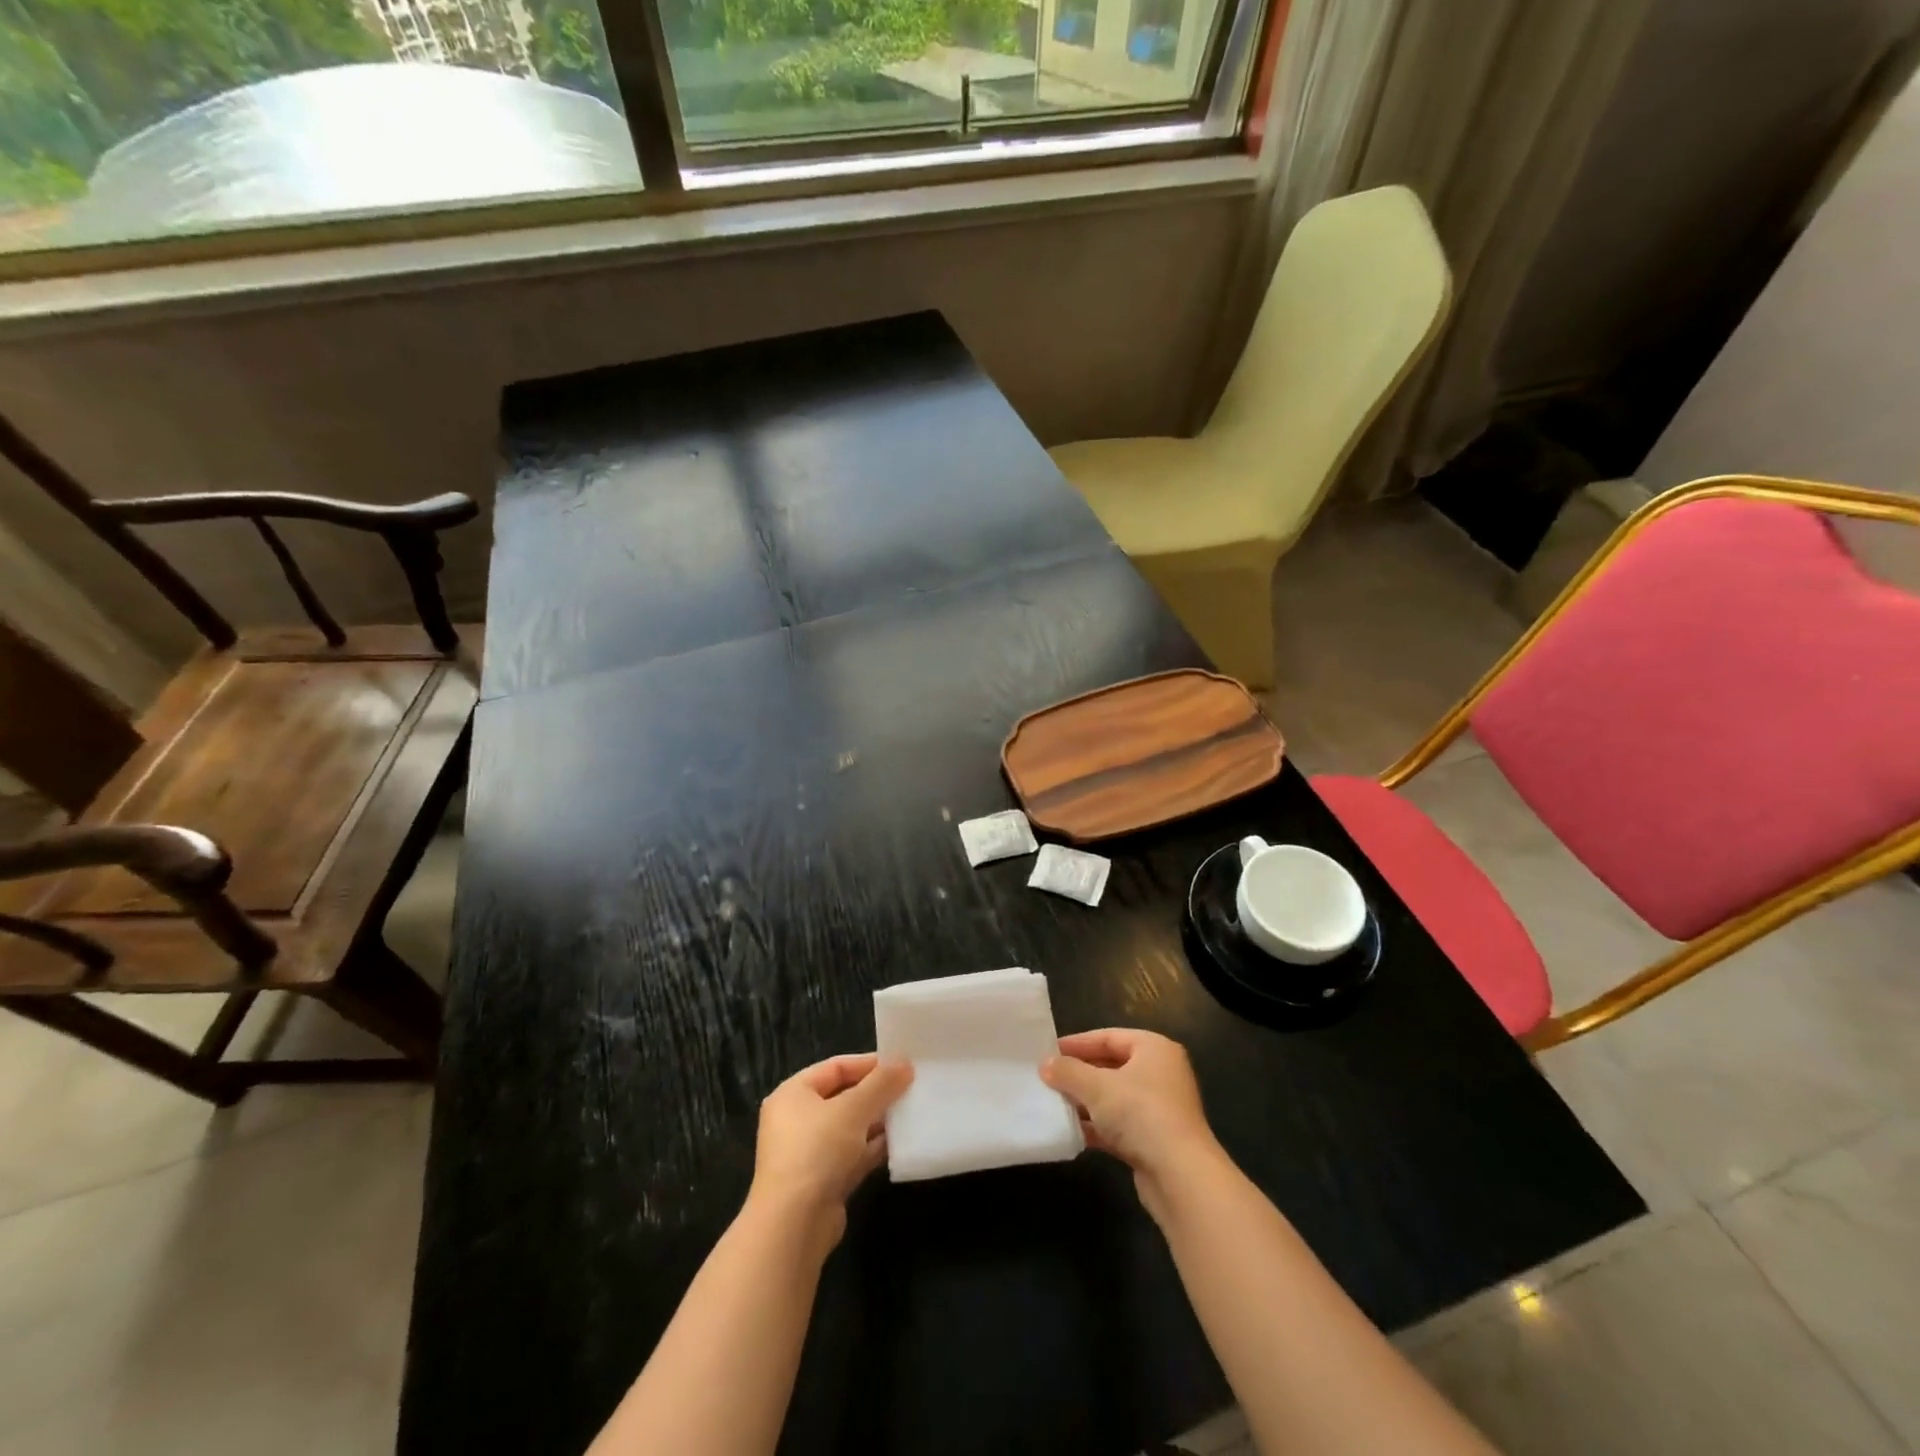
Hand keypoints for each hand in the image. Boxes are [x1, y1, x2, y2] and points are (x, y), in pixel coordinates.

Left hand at [749, 1053, 912, 1250]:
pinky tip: (901, 1142)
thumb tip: (904, 1062)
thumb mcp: (853, 1109)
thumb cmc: (817, 1151)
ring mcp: (809, 1153)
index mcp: (793, 1094)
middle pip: (843, 1097)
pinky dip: (873, 1147)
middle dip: (876, 1093)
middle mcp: (797, 1120)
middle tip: (910, 1087)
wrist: (794, 1226)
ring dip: (878, 1121)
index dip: (868, 1064)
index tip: (901, 1064)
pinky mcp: (823, 1181)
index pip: (835, 1067)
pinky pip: (853, 1154)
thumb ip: (881, 1083)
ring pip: (850, 1127)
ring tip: (910, 1112)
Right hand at [1041, 1029, 1224, 1222]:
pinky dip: (1097, 1125)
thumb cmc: (1140, 1114)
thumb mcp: (1097, 1087)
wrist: (1181, 1176)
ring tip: (1053, 1103)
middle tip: (1048, 1078)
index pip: (1108, 1036)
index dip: (1077, 1043)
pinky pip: (1119, 1124)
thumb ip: (1069, 1072)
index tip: (1048, 1051)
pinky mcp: (1155, 1139)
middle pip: (1111, 1066)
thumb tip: (1045, 1065)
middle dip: (1079, 1074)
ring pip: (1114, 1097)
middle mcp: (1160, 1073)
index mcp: (1154, 1049)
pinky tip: (1072, 1131)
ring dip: (1086, 1101)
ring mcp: (1160, 1108)